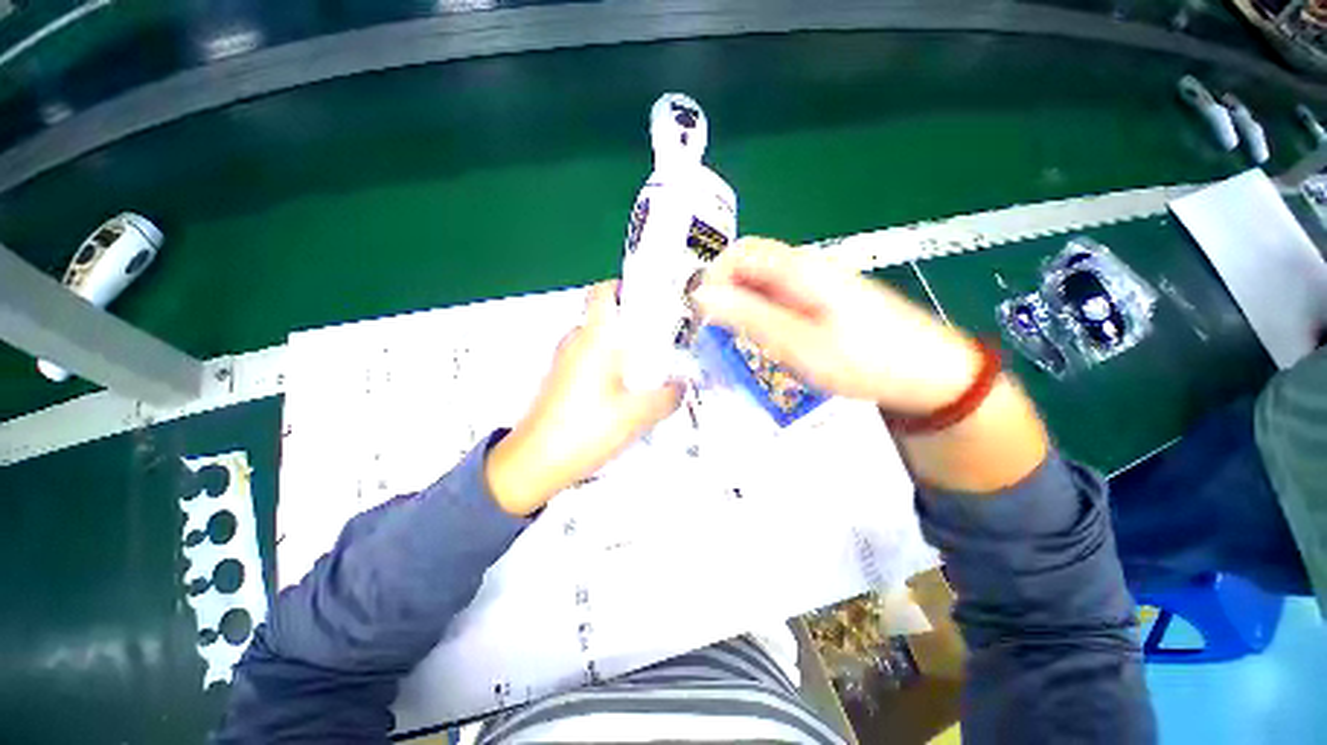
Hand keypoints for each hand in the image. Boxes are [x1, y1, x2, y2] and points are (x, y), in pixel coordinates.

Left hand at [485, 281, 682, 514]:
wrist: (534, 464)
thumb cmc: (585, 430)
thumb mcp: (637, 414)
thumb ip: (667, 396)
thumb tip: (683, 385)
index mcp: (593, 339)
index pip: (603, 292)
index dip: (626, 287)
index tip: (651, 299)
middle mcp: (575, 342)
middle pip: (606, 319)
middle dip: (634, 325)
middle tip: (661, 340)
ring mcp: (564, 362)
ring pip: (598, 342)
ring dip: (622, 349)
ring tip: (649, 368)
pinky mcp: (560, 381)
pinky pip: (590, 361)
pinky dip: (609, 366)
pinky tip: (626, 391)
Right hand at [691, 237, 981, 415]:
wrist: (930, 374)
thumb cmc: (868, 360)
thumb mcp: (801, 345)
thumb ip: (751, 318)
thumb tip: (703, 297)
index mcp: (801, 269)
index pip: (740, 252)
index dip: (712, 278)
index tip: (700, 314)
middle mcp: (806, 268)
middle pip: (749, 266)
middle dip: (723, 294)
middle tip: (712, 330)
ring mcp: (815, 284)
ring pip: (762, 284)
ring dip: (740, 307)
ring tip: (733, 340)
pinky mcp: (821, 301)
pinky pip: (778, 299)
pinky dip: (760, 315)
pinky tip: (762, 340)